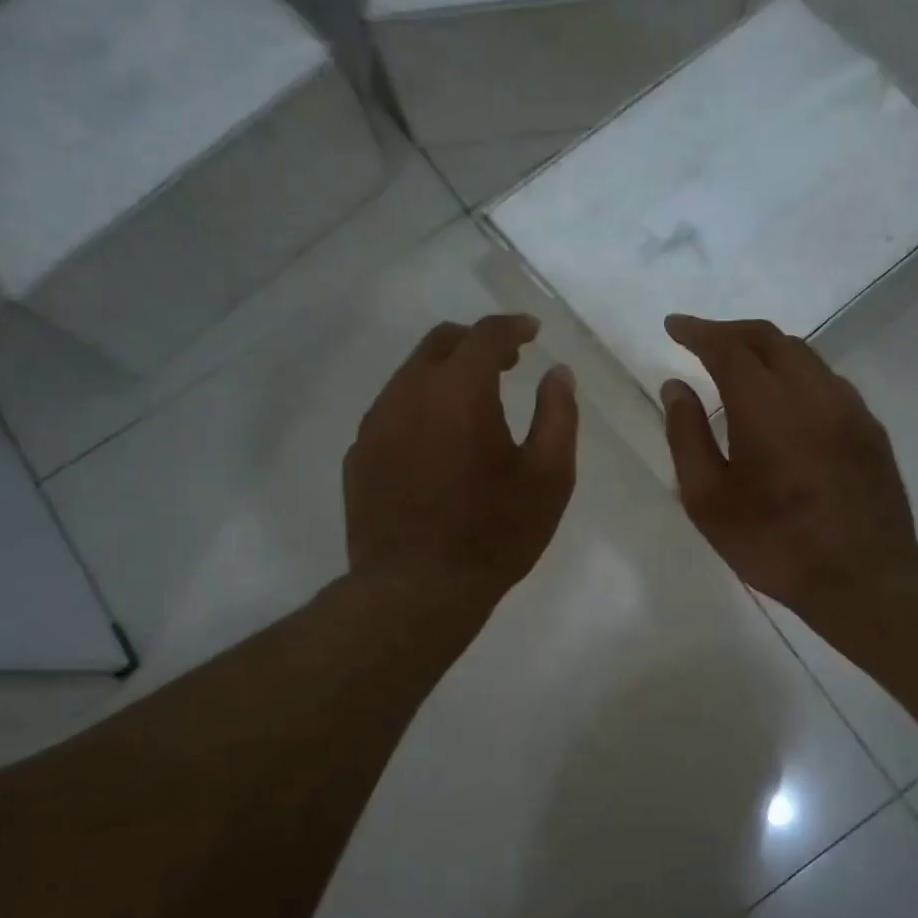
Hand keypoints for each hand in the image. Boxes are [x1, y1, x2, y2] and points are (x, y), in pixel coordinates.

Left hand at [345, 315, 577, 608]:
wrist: (417, 590)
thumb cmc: (494, 533)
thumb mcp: (549, 477)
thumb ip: (558, 414)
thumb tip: (557, 373)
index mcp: (459, 390)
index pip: (485, 335)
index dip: (513, 327)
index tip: (532, 331)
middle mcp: (408, 393)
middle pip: (440, 343)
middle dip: (475, 343)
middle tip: (506, 364)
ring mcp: (375, 424)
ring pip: (410, 376)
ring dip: (445, 376)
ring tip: (473, 406)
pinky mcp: (359, 455)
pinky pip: (391, 412)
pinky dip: (420, 409)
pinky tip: (437, 444)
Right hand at [660, 315, 917, 619]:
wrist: (864, 576)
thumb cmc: (774, 543)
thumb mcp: (708, 500)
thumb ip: (687, 436)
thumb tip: (675, 387)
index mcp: (766, 406)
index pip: (727, 347)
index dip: (697, 331)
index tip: (674, 326)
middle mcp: (812, 391)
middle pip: (769, 338)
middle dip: (730, 331)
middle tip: (701, 340)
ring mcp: (848, 406)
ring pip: (803, 355)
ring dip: (765, 349)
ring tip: (739, 365)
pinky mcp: (869, 427)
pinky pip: (826, 380)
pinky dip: (795, 373)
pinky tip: (783, 399)